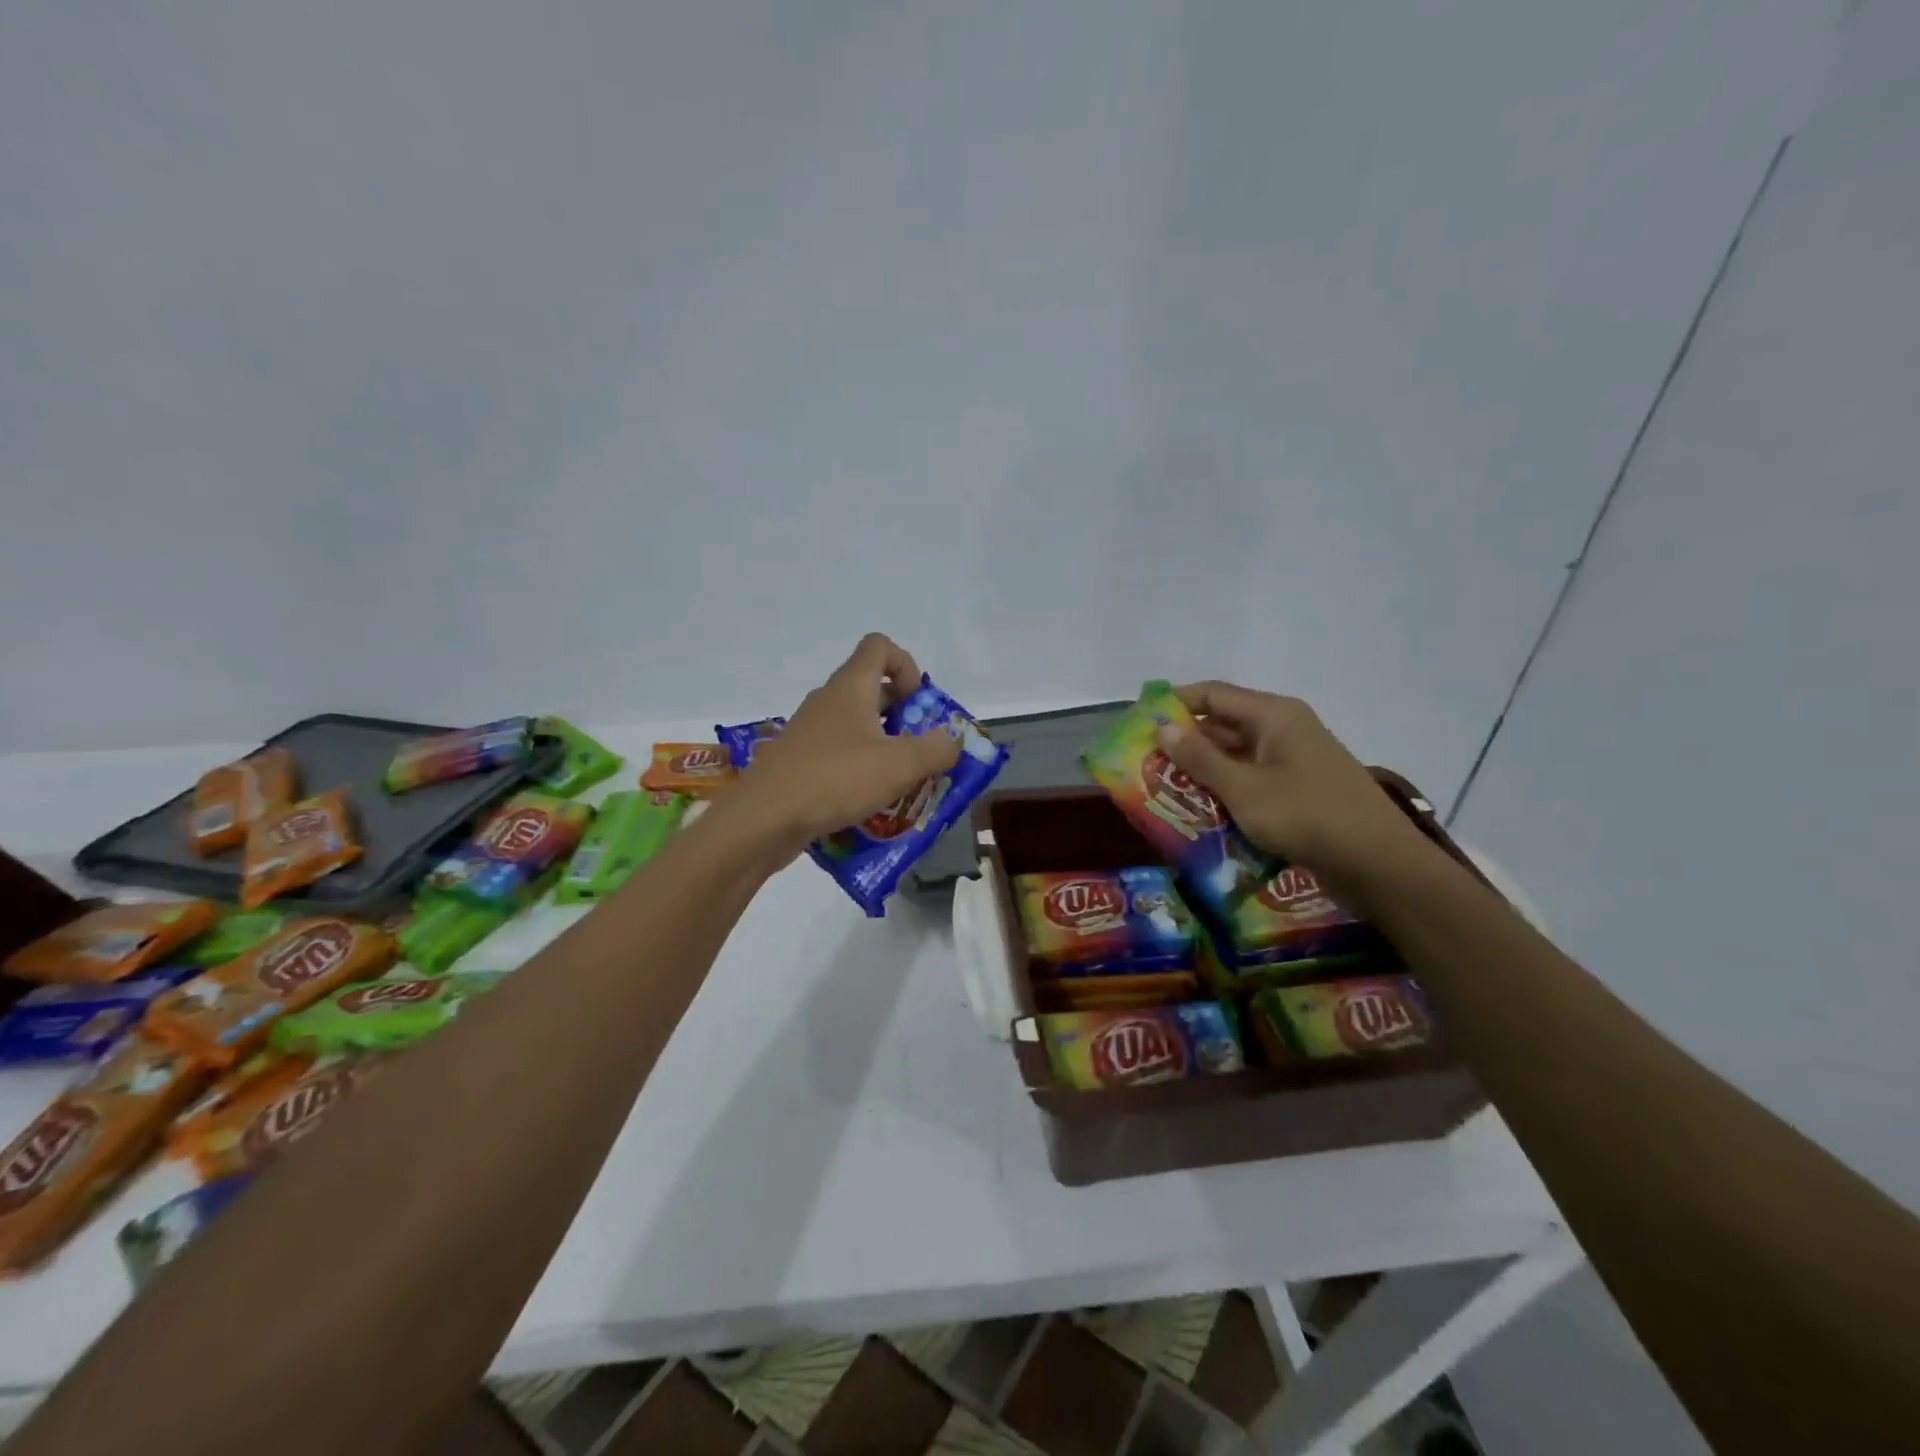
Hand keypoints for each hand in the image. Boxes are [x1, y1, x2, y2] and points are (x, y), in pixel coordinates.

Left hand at [733, 633, 962, 854]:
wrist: (763, 819)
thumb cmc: (834, 780)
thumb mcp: (898, 766)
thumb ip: (936, 749)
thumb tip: (954, 740)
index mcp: (851, 687)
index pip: (879, 646)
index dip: (906, 665)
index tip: (918, 704)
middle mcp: (828, 701)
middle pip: (872, 688)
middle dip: (903, 715)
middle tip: (920, 749)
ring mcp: (810, 731)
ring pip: (857, 725)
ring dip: (884, 745)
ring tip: (901, 781)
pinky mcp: (800, 761)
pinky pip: (839, 753)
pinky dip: (860, 768)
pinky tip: (870, 801)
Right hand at [1157, 681, 1425, 882]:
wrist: (1378, 864)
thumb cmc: (1307, 816)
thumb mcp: (1244, 789)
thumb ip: (1200, 759)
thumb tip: (1162, 728)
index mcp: (1273, 715)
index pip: (1212, 694)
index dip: (1173, 703)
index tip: (1137, 722)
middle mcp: (1283, 729)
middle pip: (1222, 724)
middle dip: (1183, 742)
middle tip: (1143, 763)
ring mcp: (1292, 760)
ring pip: (1235, 755)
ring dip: (1201, 770)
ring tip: (1161, 789)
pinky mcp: (1297, 789)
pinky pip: (1250, 779)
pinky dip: (1224, 789)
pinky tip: (1199, 810)